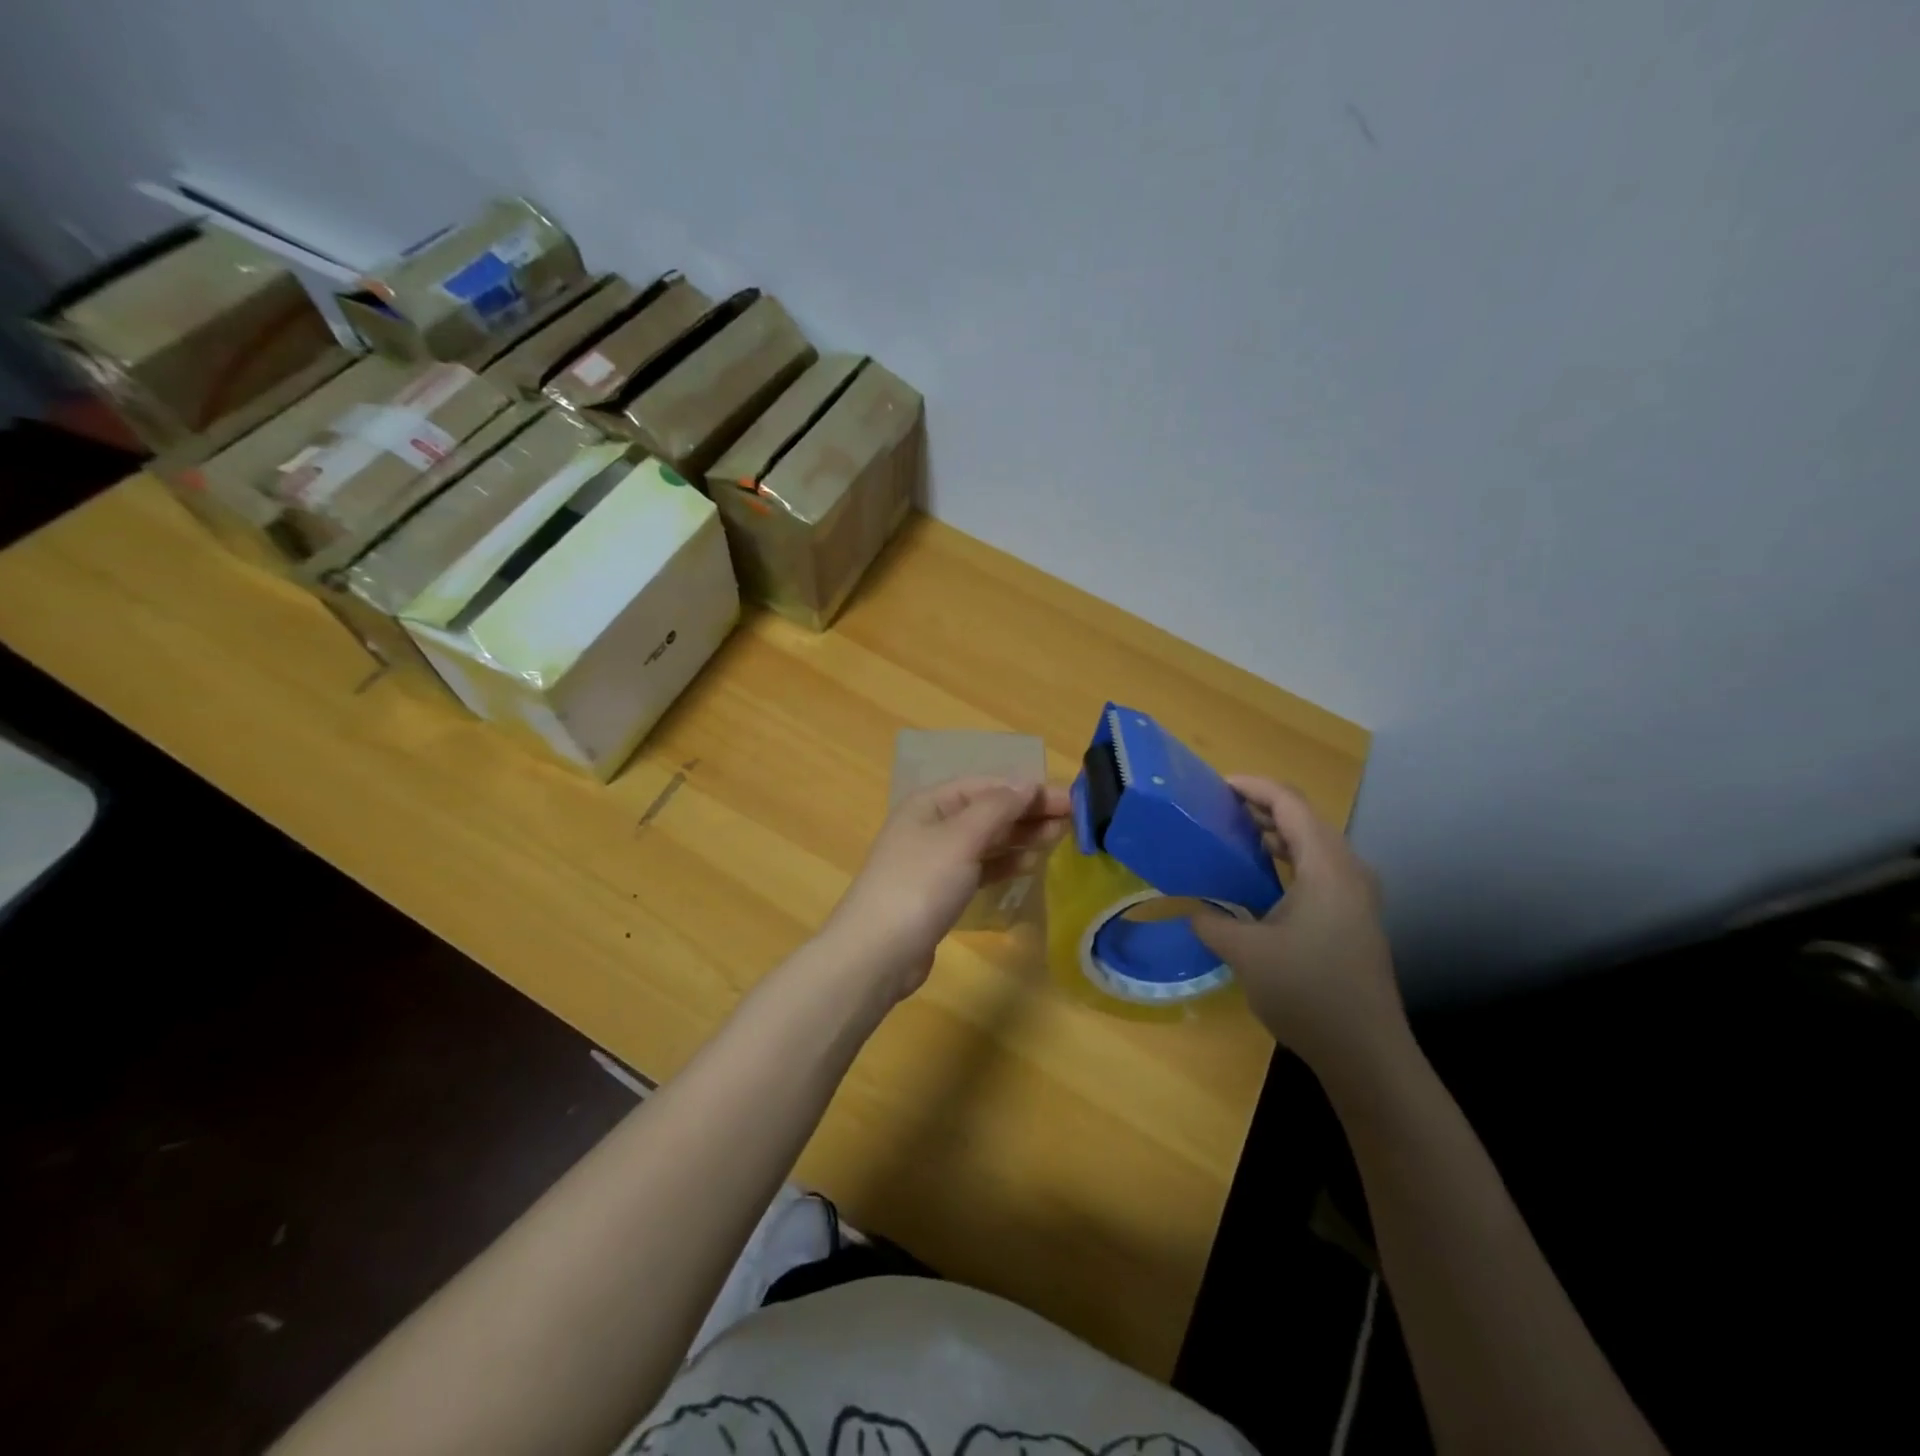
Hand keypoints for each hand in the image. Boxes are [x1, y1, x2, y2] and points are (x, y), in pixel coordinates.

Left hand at [823, 778, 1071, 1001]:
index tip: (1069, 800)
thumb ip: (997, 808)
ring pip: (986, 840)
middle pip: (988, 811)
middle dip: (1028, 812)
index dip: (1027, 789)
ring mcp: (935, 860)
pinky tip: (1030, 864)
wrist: (877, 952)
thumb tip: (1026, 783)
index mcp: (931, 803)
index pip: (987, 785)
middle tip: (1074, 820)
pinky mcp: (940, 892)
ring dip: (1021, 837)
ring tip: (1059, 838)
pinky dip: (1004, 863)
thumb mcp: (961, 838)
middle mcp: (932, 825)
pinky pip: (980, 868)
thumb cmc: (919, 884)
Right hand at [1193, 777, 1405, 1076]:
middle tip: (1216, 810)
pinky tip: (1258, 879)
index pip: (1291, 804)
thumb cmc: (1308, 992)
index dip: (1254, 787)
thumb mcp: (1246, 953)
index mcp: (1328, 868)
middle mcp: (1348, 872)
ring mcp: (1355, 896)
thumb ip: (1212, 922)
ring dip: (1274, 835)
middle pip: (1305, 819)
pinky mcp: (1353, 917)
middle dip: (1261, 808)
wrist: (1366, 1053)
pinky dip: (1287, 861)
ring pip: (1312, 845)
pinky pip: (1317, 870)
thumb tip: (1194, 909)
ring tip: (1231, 836)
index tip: (1216, 786)